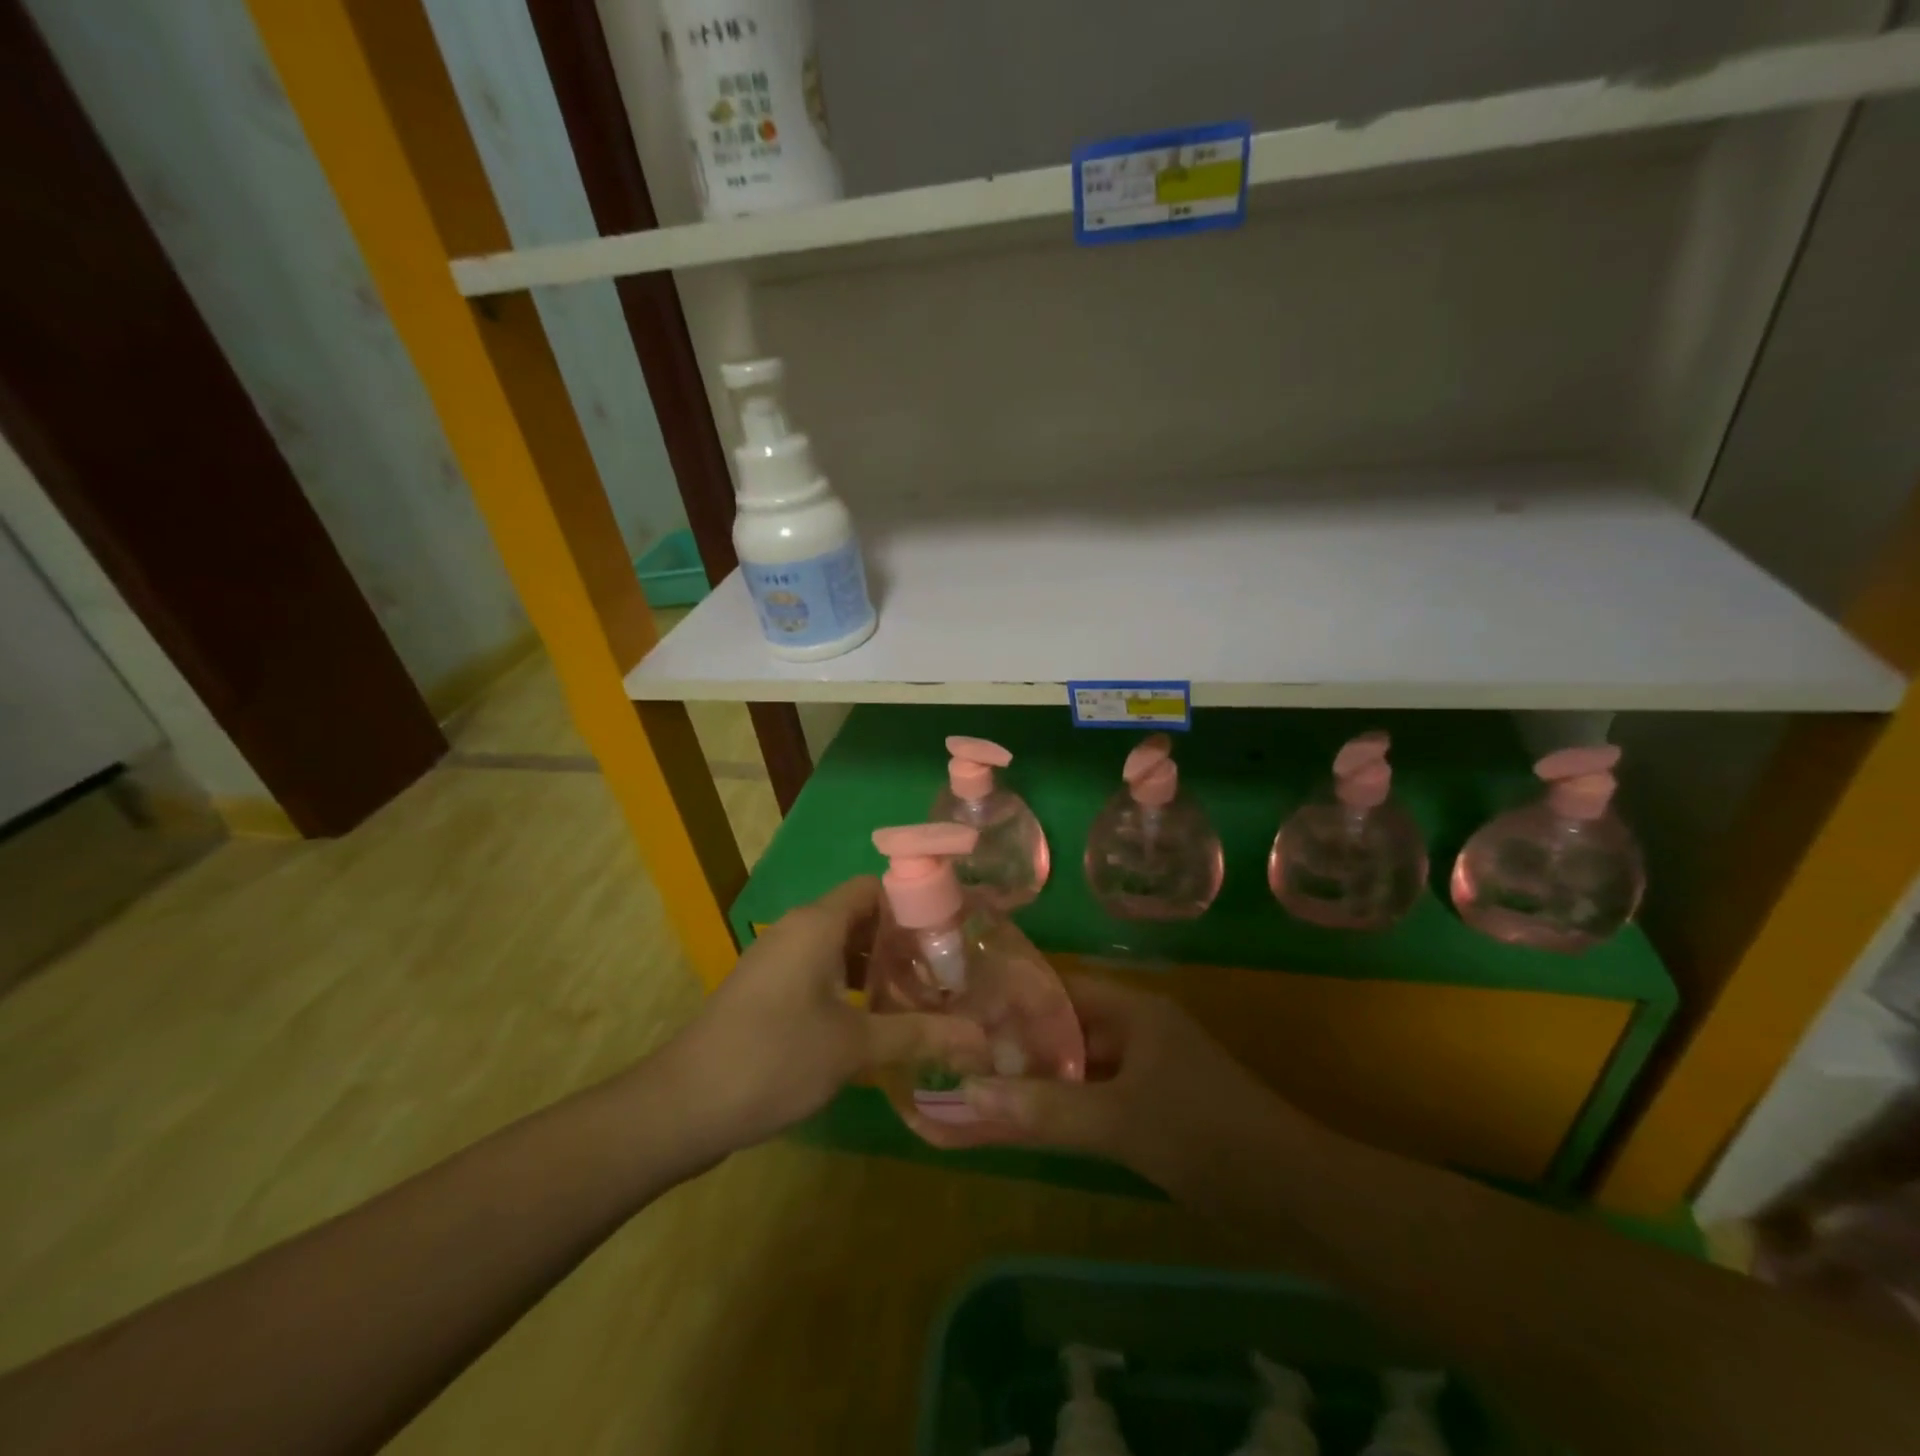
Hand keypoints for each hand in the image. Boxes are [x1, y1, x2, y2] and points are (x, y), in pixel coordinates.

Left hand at [658, 877, 988, 1156]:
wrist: (683, 1104)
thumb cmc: (774, 1058)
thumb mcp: (854, 1047)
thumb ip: (919, 1034)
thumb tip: (981, 1040)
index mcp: (818, 923)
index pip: (876, 887)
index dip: (915, 905)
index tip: (951, 937)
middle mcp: (797, 929)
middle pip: (861, 917)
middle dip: (903, 942)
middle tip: (944, 974)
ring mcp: (777, 959)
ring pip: (840, 946)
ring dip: (877, 968)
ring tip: (919, 999)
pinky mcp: (767, 989)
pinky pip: (819, 970)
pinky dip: (850, 985)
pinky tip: (874, 1021)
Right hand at [921, 974, 1311, 1191]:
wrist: (1296, 1196)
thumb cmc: (1205, 1136)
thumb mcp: (1118, 1121)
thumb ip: (1044, 1108)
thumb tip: (967, 1093)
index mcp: (1132, 1010)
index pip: (1058, 990)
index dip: (1011, 1000)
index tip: (963, 1014)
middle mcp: (1137, 1030)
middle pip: (1065, 1029)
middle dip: (1017, 1045)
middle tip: (960, 1058)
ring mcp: (1147, 1071)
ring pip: (1079, 1067)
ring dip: (1038, 1080)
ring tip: (981, 1090)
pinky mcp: (1155, 1109)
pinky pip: (1096, 1099)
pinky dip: (1064, 1109)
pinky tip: (1028, 1124)